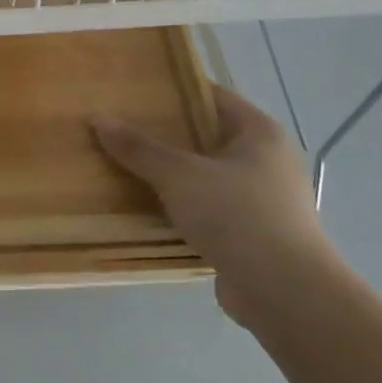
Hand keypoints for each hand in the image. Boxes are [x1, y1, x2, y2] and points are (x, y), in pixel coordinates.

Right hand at [92, 88, 333, 324]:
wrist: (283, 291)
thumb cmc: (236, 215)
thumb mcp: (179, 175)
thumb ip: (138, 148)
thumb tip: (98, 118)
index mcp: (260, 133)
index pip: (212, 97)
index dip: (174, 91)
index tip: (134, 91)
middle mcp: (268, 160)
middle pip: (207, 136)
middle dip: (166, 134)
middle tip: (121, 128)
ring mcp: (263, 199)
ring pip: (206, 174)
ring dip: (171, 173)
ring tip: (126, 167)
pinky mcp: (253, 233)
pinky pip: (208, 207)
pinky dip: (181, 205)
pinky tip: (148, 208)